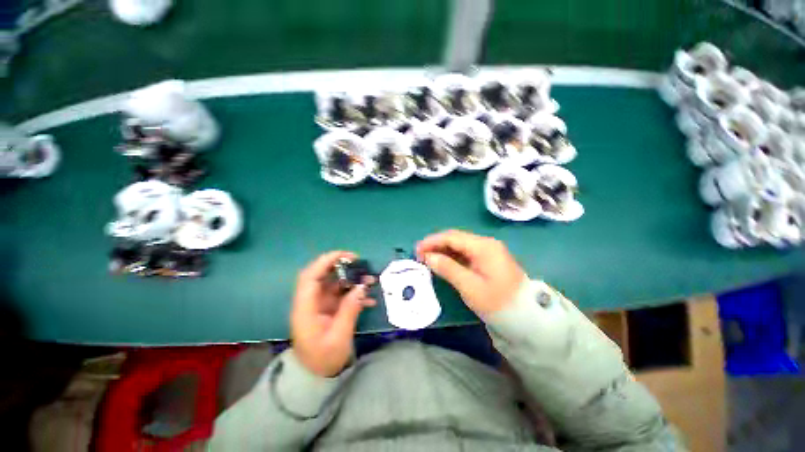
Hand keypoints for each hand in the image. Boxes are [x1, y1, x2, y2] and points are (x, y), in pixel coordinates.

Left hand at [291, 251, 375, 377]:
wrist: (316, 377)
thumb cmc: (323, 360)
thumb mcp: (339, 337)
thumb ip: (349, 310)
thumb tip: (361, 287)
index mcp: (306, 309)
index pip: (310, 277)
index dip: (325, 262)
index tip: (346, 256)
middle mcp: (311, 302)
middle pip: (321, 275)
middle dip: (340, 265)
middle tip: (359, 263)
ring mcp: (320, 305)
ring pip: (334, 283)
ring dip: (351, 279)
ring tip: (370, 280)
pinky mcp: (329, 309)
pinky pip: (342, 295)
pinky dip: (354, 293)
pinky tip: (369, 298)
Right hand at [417, 230, 526, 316]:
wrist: (526, 316)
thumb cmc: (497, 302)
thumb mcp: (469, 286)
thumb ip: (447, 268)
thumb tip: (428, 257)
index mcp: (483, 246)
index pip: (452, 237)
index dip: (432, 241)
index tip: (417, 250)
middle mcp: (486, 243)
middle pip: (455, 238)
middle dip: (436, 244)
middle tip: (420, 255)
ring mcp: (488, 250)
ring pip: (460, 245)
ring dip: (443, 250)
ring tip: (428, 259)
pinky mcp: (488, 259)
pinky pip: (466, 253)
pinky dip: (452, 256)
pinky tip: (443, 262)